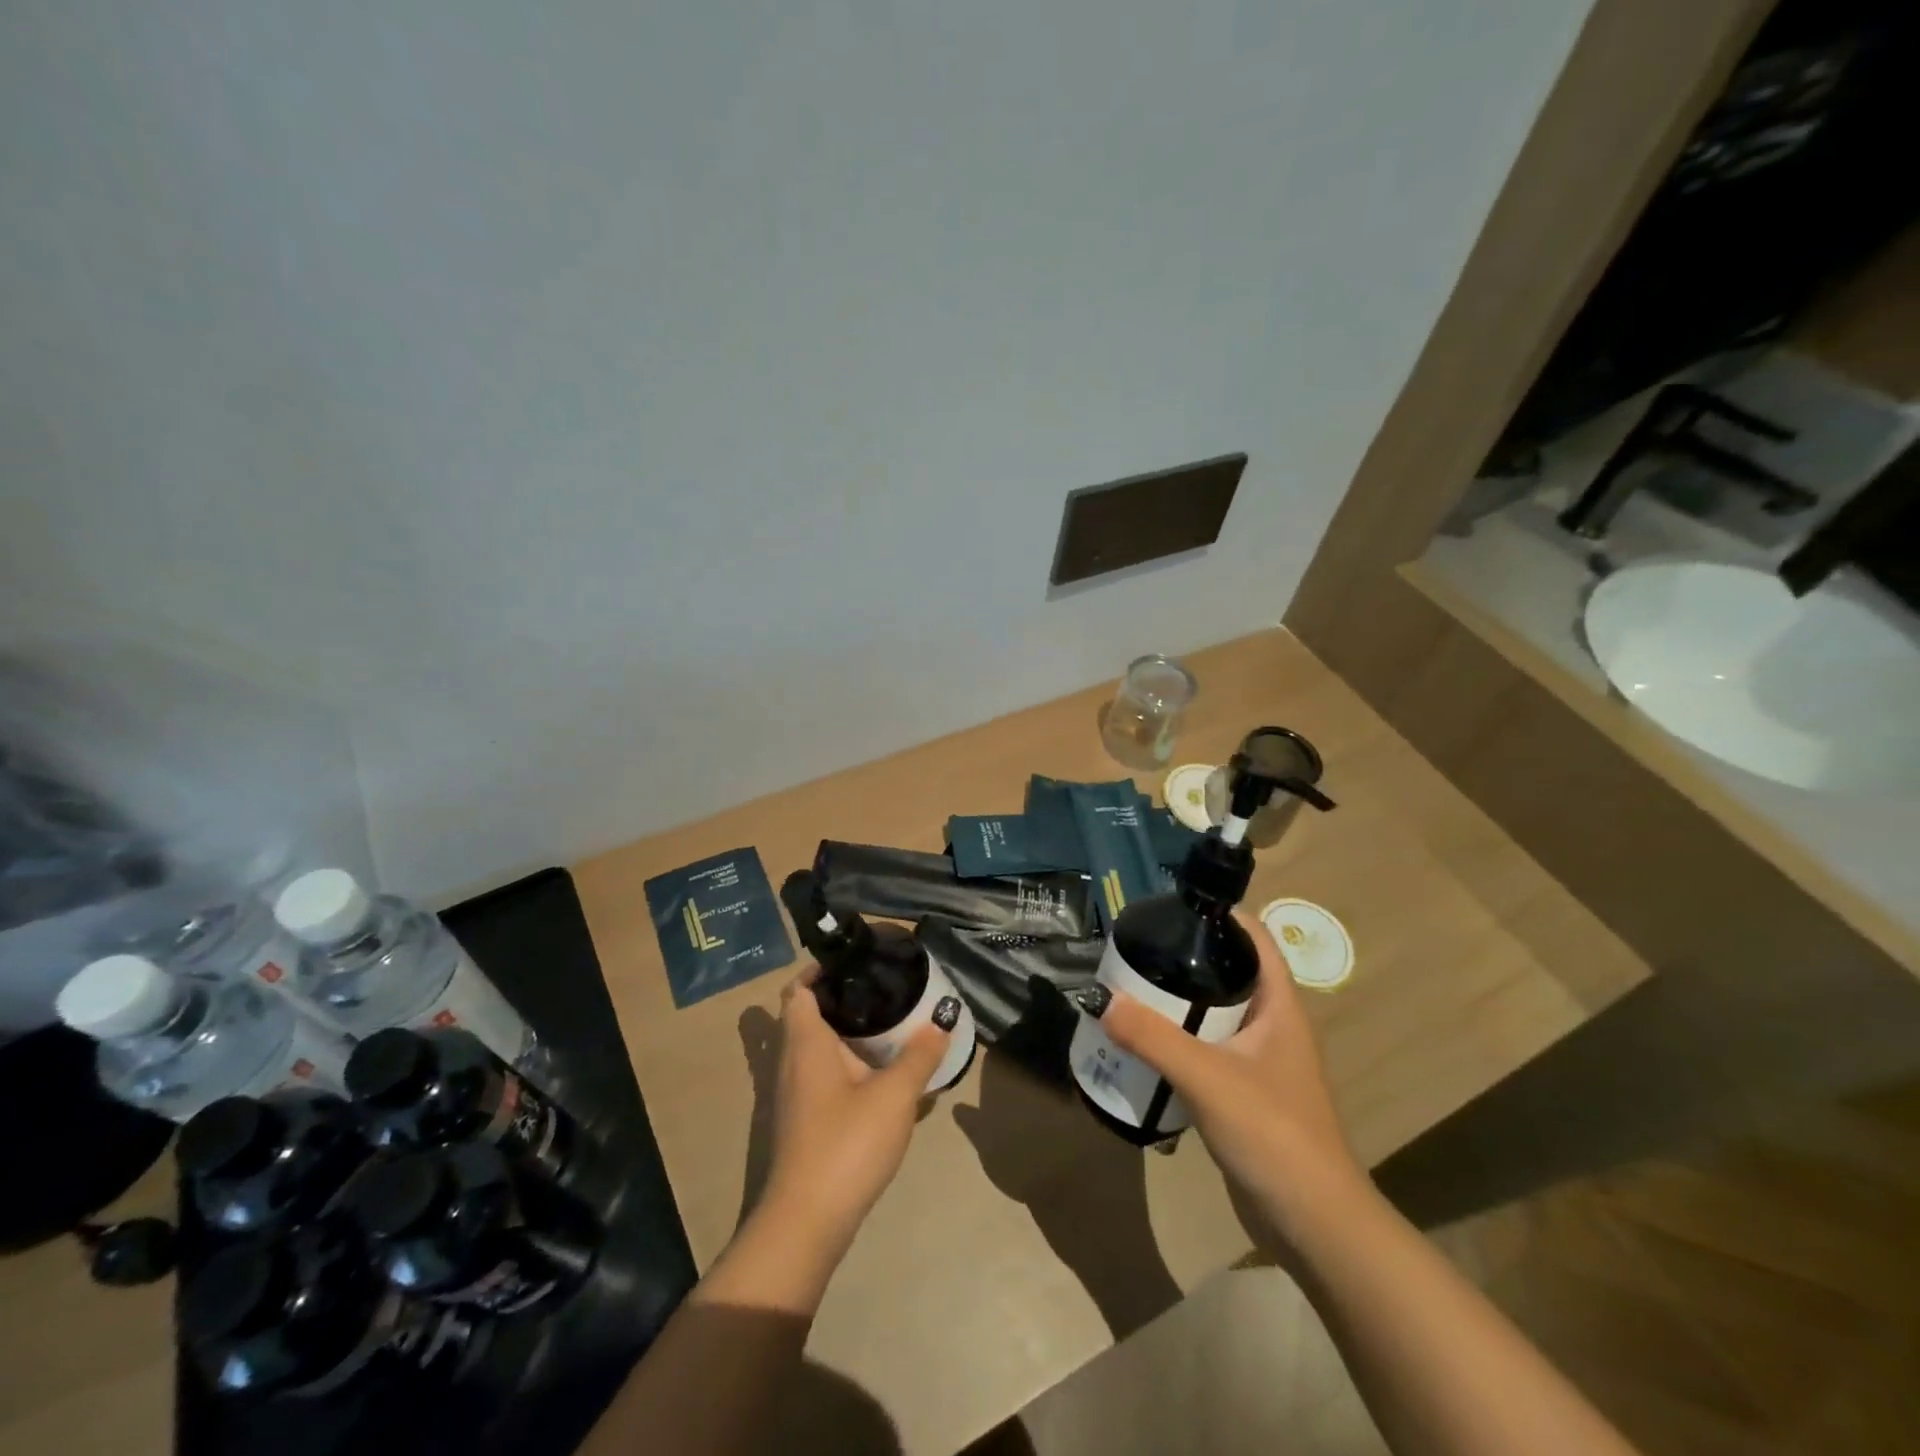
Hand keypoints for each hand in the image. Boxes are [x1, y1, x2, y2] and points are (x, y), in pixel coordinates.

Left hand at [757, 969, 950, 1257]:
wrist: (806, 1223)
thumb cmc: (846, 1144)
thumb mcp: (894, 1096)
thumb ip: (920, 1056)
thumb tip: (942, 1020)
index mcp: (805, 1042)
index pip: (799, 988)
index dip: (820, 969)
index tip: (854, 961)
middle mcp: (791, 1061)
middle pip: (808, 1015)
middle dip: (841, 999)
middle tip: (882, 989)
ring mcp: (792, 1095)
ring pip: (815, 1048)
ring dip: (845, 1034)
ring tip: (889, 1027)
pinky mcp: (801, 1121)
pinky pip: (820, 1076)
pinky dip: (844, 1065)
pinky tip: (879, 1077)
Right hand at [1093, 910, 1366, 1242]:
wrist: (1314, 1224)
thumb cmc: (1273, 1134)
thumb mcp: (1207, 1077)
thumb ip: (1152, 1037)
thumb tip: (1099, 998)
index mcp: (1279, 1006)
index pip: (1254, 938)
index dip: (1218, 915)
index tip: (1170, 908)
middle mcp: (1273, 1025)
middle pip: (1228, 973)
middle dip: (1184, 959)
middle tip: (1135, 954)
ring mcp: (1261, 1061)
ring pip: (1214, 1014)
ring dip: (1177, 1004)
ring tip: (1129, 993)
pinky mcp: (1245, 1093)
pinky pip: (1207, 1051)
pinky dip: (1178, 1042)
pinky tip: (1144, 1047)